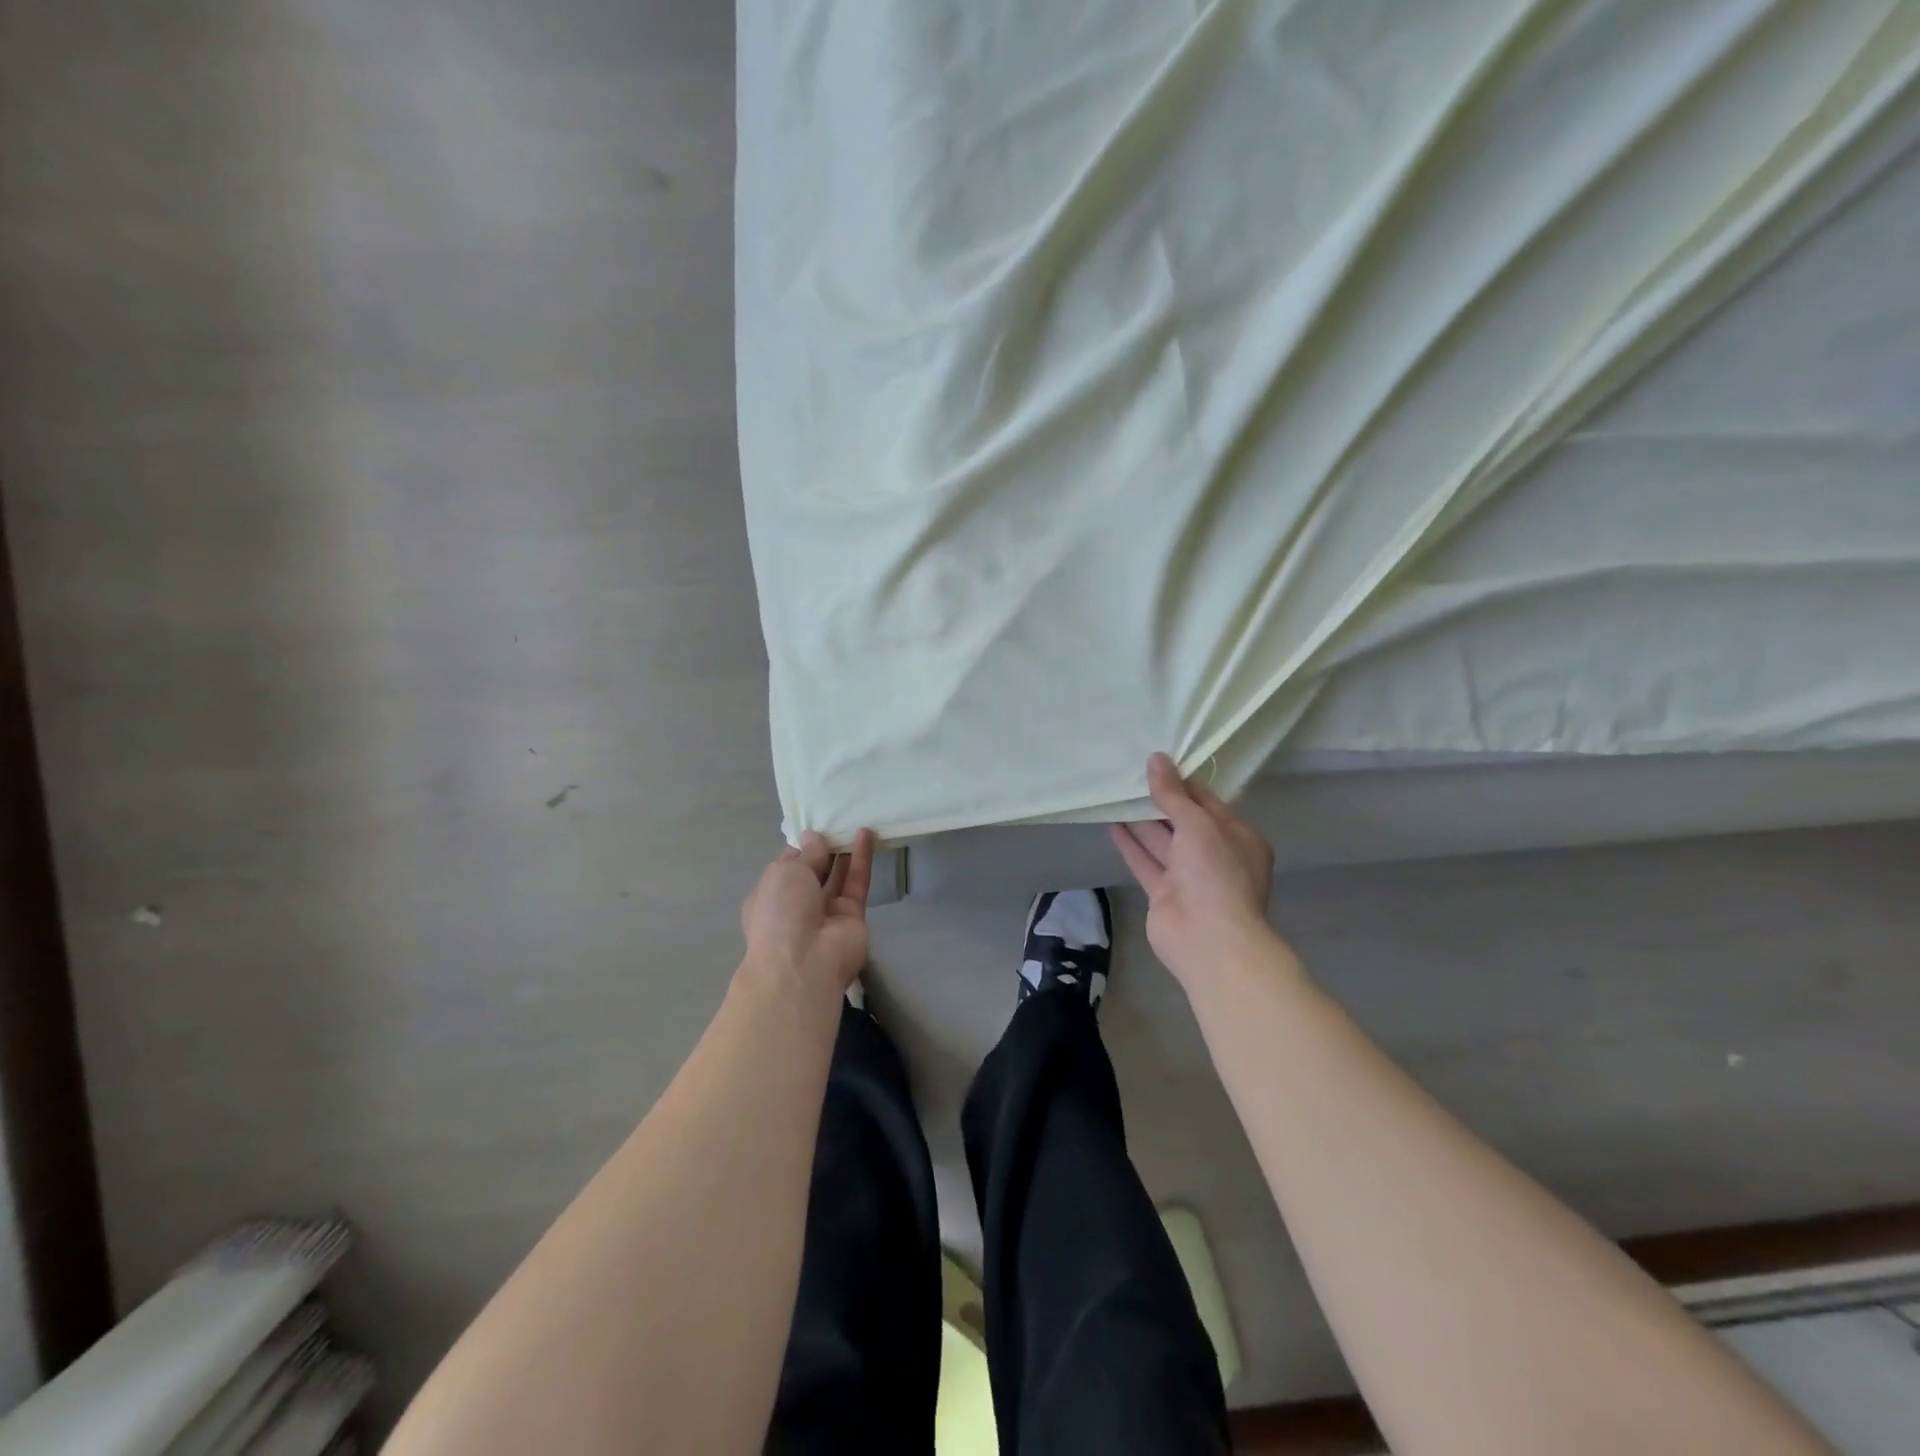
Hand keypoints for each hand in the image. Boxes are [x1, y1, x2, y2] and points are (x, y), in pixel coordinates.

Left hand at [740, 829, 876, 994]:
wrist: (804, 964)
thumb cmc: (781, 913)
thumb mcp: (786, 872)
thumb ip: (806, 853)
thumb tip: (814, 837)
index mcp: (770, 895)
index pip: (787, 866)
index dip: (801, 846)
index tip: (815, 825)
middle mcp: (797, 905)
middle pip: (814, 871)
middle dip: (825, 848)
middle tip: (839, 820)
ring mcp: (826, 913)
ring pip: (837, 876)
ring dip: (845, 851)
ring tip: (855, 821)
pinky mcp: (852, 916)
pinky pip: (856, 883)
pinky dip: (861, 859)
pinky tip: (866, 834)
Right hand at [1110, 754, 1277, 984]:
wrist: (1209, 939)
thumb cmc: (1215, 873)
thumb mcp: (1198, 824)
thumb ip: (1174, 794)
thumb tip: (1156, 759)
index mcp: (1238, 838)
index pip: (1208, 803)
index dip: (1183, 783)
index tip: (1158, 763)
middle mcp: (1216, 856)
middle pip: (1184, 822)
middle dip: (1159, 801)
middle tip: (1131, 776)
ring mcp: (1189, 877)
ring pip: (1162, 842)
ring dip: (1141, 821)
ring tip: (1117, 795)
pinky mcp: (1165, 894)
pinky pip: (1146, 863)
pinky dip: (1131, 845)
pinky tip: (1112, 826)